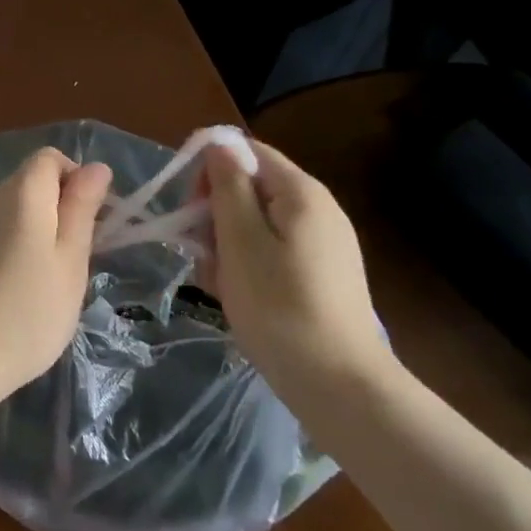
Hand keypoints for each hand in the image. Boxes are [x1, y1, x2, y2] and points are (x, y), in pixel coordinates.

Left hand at [0, 148, 112, 410]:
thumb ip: (82, 209)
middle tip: (77, 261)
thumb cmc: (25, 310)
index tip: (93, 222)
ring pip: (15, 214)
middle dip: (60, 211)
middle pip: (32, 184)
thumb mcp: (70, 260)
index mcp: (22, 191)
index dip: (77, 180)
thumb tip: (96, 166)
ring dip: (39, 235)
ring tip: (51, 284)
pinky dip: (15, 253)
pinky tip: (19, 295)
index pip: (50, 158)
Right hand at [202, 138, 392, 407]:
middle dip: (216, 212)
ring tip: (217, 282)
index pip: (246, 151)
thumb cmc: (279, 306)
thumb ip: (227, 186)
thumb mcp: (240, 240)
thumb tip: (218, 144)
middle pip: (250, 186)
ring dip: (227, 243)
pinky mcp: (322, 273)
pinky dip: (248, 264)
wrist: (341, 387)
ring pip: (256, 222)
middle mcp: (317, 208)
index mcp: (300, 191)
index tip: (189, 208)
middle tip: (201, 251)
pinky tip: (237, 295)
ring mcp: (323, 243)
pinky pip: (272, 250)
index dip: (210, 169)